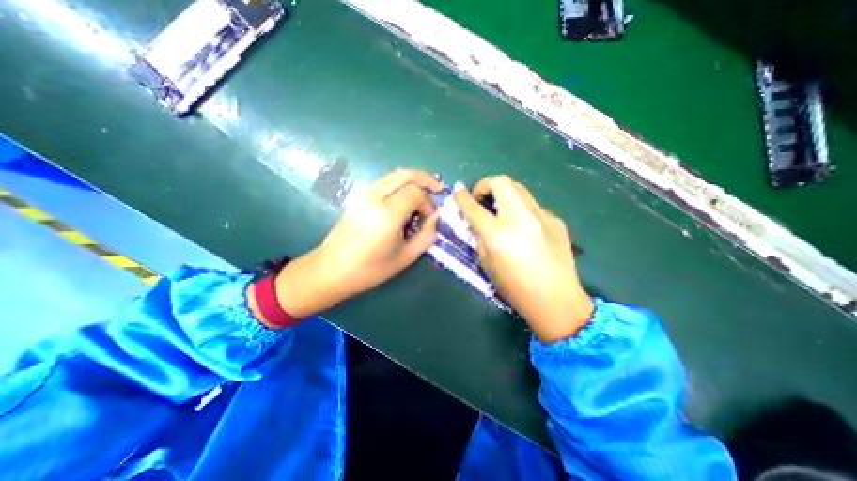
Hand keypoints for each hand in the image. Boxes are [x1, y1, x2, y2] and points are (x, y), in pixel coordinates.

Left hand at [267, 170, 440, 322]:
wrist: (331, 270)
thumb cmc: (370, 269)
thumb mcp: (406, 257)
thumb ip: (426, 236)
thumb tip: (434, 218)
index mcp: (387, 214)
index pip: (416, 192)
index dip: (428, 203)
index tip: (430, 219)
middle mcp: (374, 198)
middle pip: (405, 174)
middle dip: (426, 179)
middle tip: (438, 189)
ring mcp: (364, 195)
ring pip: (394, 175)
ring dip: (413, 180)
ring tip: (424, 193)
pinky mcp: (358, 197)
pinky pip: (385, 182)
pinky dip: (400, 184)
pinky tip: (405, 198)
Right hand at [454, 172, 597, 341]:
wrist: (555, 299)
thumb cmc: (515, 287)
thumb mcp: (487, 263)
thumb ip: (480, 237)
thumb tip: (477, 220)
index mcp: (498, 234)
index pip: (474, 207)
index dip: (462, 196)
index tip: (458, 190)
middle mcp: (519, 218)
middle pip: (500, 182)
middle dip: (485, 184)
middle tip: (482, 199)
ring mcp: (541, 216)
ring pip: (518, 188)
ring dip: (504, 193)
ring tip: (501, 209)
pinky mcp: (555, 220)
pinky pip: (533, 205)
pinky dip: (521, 209)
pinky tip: (524, 227)